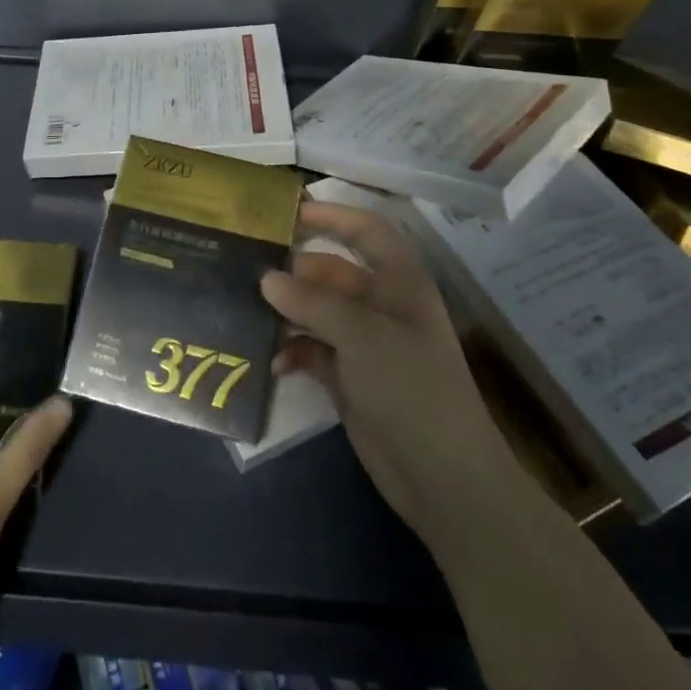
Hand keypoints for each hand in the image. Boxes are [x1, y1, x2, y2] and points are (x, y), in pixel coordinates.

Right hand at [263, 202, 515, 538]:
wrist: (442, 477)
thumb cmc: (411, 387)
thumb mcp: (362, 335)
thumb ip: (313, 302)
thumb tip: (267, 278)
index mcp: (399, 282)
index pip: (366, 231)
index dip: (332, 216)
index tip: (287, 212)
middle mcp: (380, 305)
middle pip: (331, 271)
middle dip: (294, 270)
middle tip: (248, 269)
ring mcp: (364, 343)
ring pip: (316, 311)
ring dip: (287, 312)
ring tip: (249, 313)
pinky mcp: (348, 377)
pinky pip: (311, 349)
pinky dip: (292, 351)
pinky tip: (272, 362)